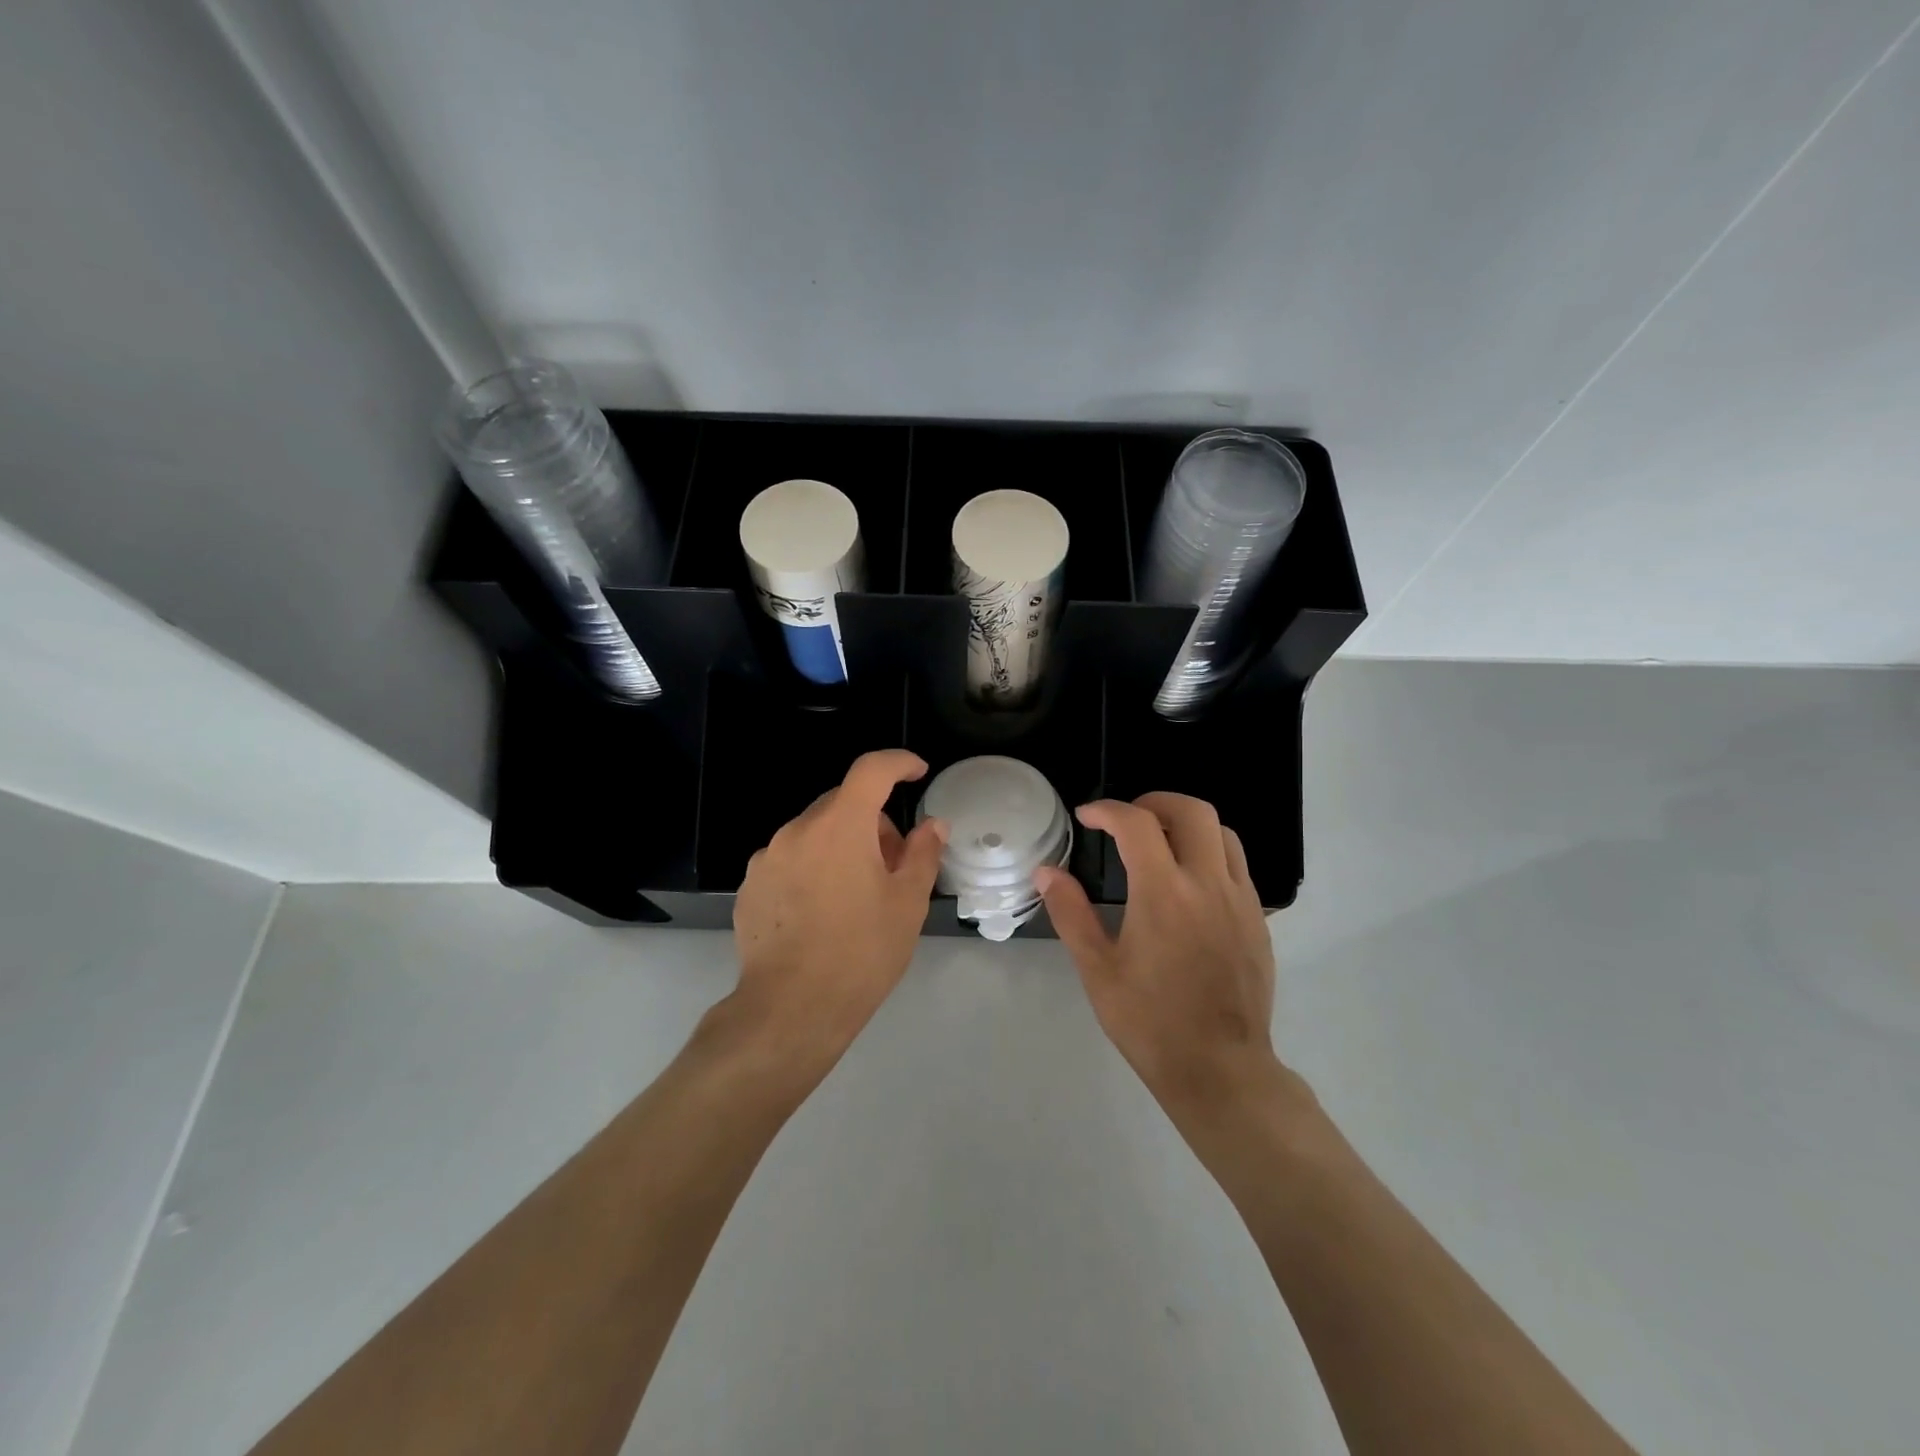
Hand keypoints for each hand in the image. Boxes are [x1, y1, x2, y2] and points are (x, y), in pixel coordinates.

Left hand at [730, 749, 947, 1067]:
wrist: (790, 1010)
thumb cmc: (861, 952)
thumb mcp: (907, 903)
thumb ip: (923, 853)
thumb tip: (932, 825)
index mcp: (840, 825)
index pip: (871, 770)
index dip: (898, 763)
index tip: (917, 772)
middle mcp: (797, 830)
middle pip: (842, 804)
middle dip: (872, 822)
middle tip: (892, 865)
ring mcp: (767, 858)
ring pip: (814, 833)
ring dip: (840, 846)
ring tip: (855, 896)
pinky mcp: (750, 886)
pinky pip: (789, 860)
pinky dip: (811, 869)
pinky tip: (820, 914)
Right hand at [1038, 793, 1290, 1125]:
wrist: (1220, 1070)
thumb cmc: (1150, 1022)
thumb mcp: (1098, 970)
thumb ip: (1071, 913)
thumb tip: (1047, 872)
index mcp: (1164, 894)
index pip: (1137, 824)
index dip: (1107, 810)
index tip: (1086, 817)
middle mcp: (1208, 884)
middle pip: (1192, 811)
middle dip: (1155, 802)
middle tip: (1126, 821)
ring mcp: (1240, 900)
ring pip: (1222, 833)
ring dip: (1187, 825)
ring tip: (1159, 844)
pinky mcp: (1258, 919)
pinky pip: (1237, 865)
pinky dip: (1209, 853)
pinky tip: (1188, 884)